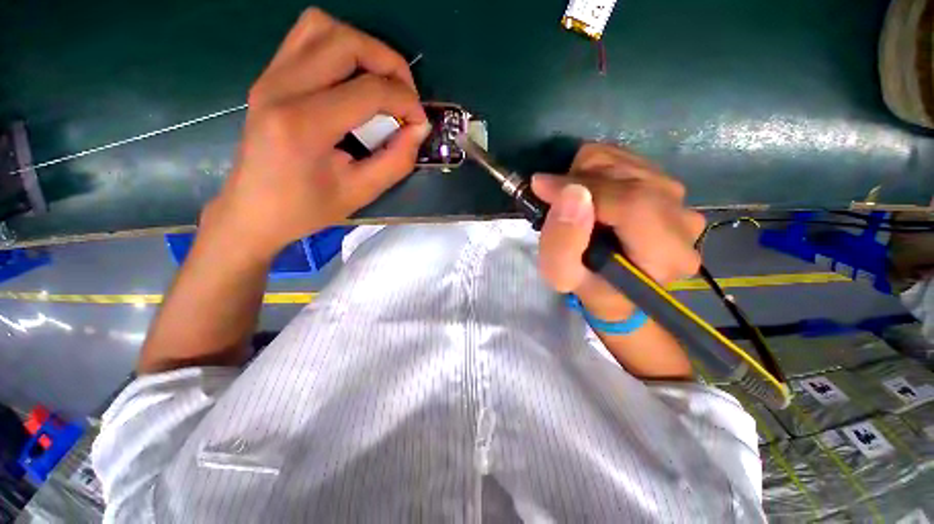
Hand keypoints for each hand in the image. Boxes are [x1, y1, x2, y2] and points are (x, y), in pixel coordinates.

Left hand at [202, 8, 428, 259]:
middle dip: (389, 63)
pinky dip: (339, 48)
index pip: (369, 90)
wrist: (253, 210)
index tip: (420, 122)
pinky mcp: (268, 77)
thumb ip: (397, 160)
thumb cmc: (306, 209)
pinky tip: (352, 80)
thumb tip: (419, 128)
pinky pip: (306, 38)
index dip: (406, 102)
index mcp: (305, 125)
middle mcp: (282, 88)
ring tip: (381, 83)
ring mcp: (270, 77)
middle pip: (346, 42)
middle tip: (405, 96)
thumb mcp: (361, 192)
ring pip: (322, 27)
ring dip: (363, 48)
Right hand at [533, 143, 705, 321]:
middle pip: (629, 177)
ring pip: (625, 161)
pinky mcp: (667, 185)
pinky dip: (596, 171)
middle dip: (580, 182)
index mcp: (666, 255)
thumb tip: (573, 193)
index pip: (631, 204)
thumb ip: (562, 242)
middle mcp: (683, 222)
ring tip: (573, 203)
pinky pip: (626, 158)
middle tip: (557, 202)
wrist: (610, 279)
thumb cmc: (586, 283)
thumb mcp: (562, 275)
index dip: (584, 188)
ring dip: (586, 176)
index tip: (542, 186)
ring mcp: (680, 200)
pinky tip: (589, 195)